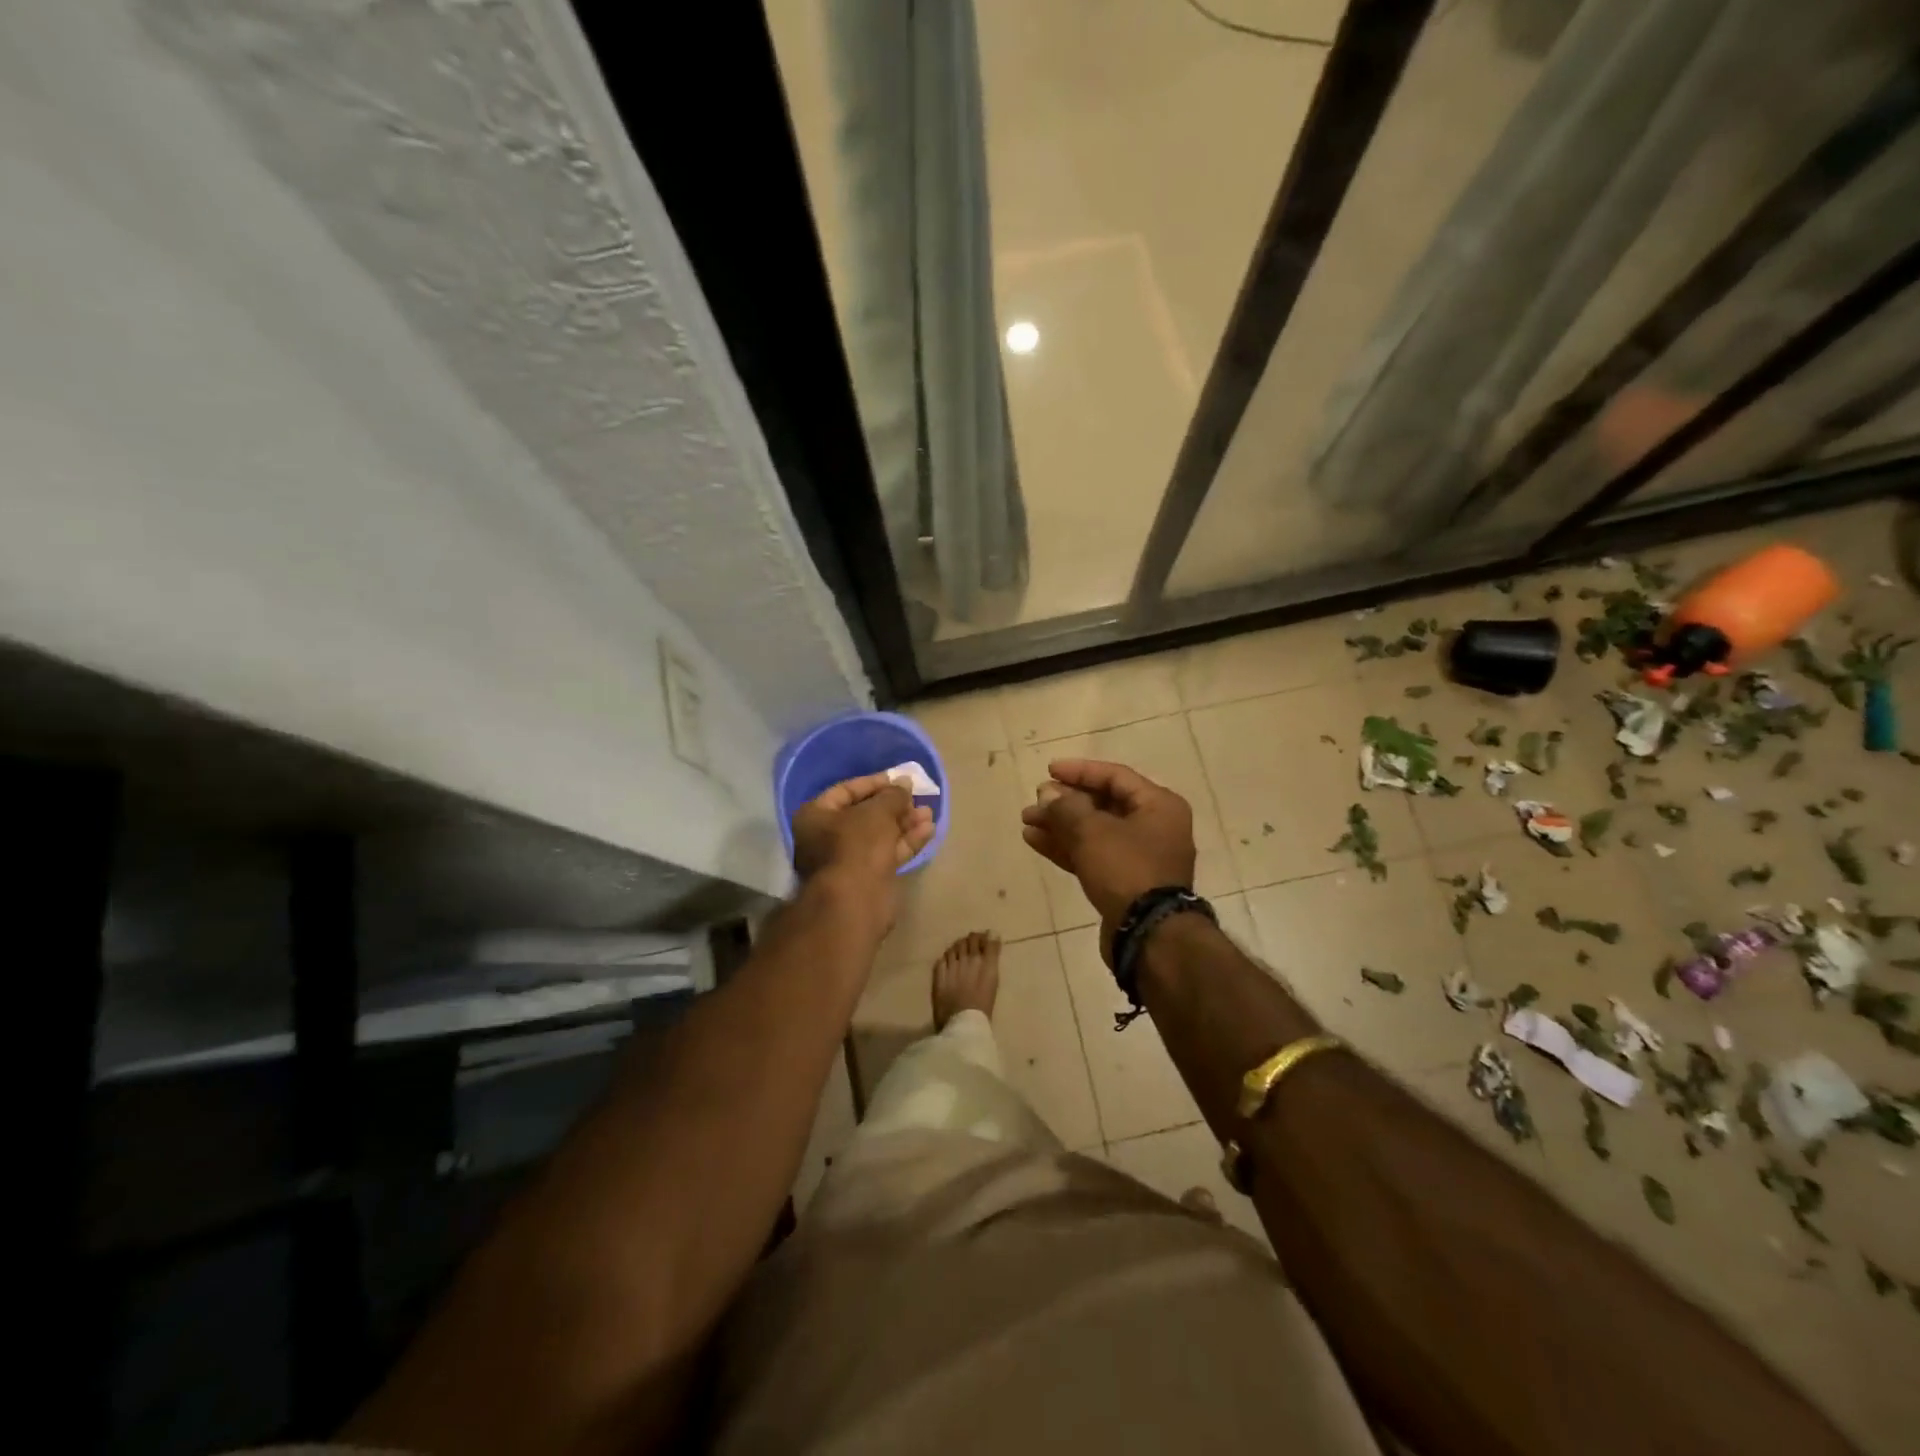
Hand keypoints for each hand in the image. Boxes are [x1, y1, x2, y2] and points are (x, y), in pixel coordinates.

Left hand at [791, 772, 934, 926]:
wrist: (855, 901)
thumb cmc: (857, 845)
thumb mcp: (877, 811)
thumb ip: (893, 795)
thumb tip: (904, 783)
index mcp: (816, 816)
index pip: (846, 790)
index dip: (874, 783)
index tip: (900, 780)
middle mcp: (826, 836)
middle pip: (865, 814)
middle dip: (894, 806)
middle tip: (918, 797)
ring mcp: (847, 859)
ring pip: (879, 835)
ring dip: (904, 823)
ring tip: (929, 813)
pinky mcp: (867, 878)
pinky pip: (887, 853)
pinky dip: (906, 842)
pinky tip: (929, 831)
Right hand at [1020, 759, 1194, 933]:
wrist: (1149, 935)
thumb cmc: (1126, 869)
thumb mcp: (1092, 831)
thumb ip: (1067, 807)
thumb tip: (1048, 793)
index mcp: (1158, 806)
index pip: (1114, 776)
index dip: (1079, 771)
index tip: (1048, 770)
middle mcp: (1154, 827)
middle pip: (1103, 804)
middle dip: (1065, 802)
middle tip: (1035, 801)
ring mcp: (1140, 857)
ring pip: (1094, 832)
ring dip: (1060, 825)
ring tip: (1027, 821)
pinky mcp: (1125, 883)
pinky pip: (1093, 856)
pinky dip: (1067, 847)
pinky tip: (1036, 841)